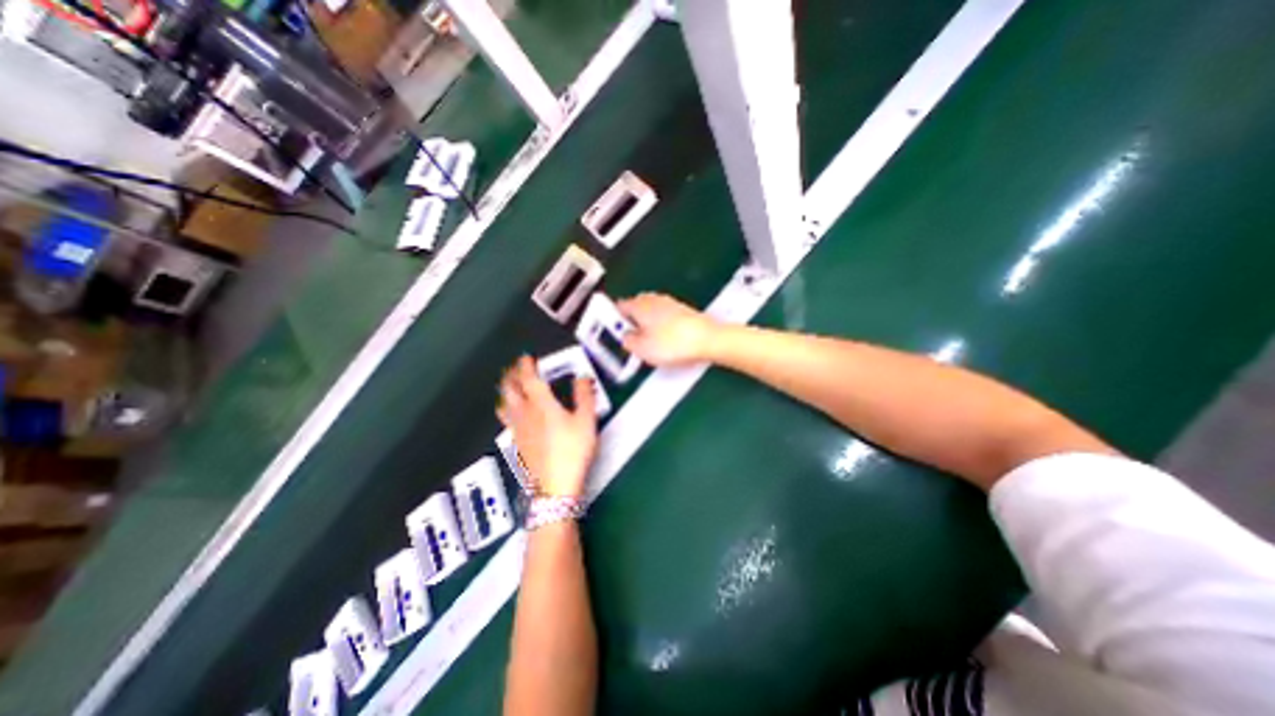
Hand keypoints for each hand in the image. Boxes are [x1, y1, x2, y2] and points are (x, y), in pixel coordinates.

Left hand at [498, 353, 597, 497]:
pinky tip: (512, 413)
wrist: (555, 486)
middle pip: (510, 389)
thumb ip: (585, 395)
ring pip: (504, 404)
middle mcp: (525, 413)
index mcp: (541, 404)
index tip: (526, 357)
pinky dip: (507, 408)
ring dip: (506, 391)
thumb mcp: (586, 421)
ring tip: (509, 386)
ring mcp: (518, 429)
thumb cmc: (572, 451)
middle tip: (515, 368)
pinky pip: (506, 419)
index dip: (526, 365)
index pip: (528, 378)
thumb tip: (583, 378)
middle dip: (511, 375)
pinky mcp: (517, 442)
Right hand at [621, 290, 721, 365]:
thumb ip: (628, 342)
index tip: (614, 332)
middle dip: (632, 322)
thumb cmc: (673, 344)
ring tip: (651, 343)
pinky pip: (665, 317)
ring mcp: (670, 303)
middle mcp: (654, 299)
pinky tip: (667, 340)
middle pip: (636, 307)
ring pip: (651, 312)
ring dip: (648, 324)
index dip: (614, 319)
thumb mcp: (642, 349)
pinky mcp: (683, 311)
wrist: (707, 340)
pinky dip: (662, 326)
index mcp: (639, 305)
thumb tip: (626, 338)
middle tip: (632, 339)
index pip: (619, 306)